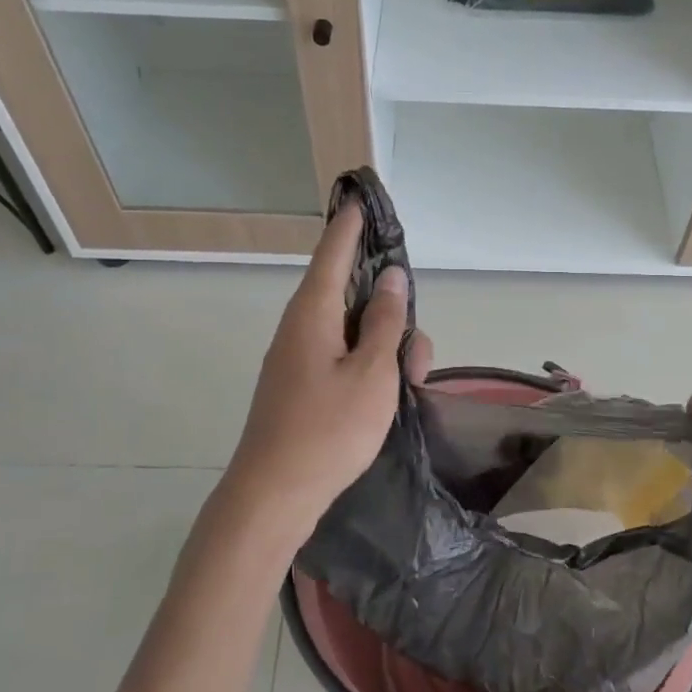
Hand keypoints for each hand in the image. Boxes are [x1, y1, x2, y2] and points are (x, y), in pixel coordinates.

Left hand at [219, 204, 432, 545]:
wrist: (274, 495)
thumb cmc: (328, 430)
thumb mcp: (372, 373)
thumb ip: (385, 322)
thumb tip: (390, 277)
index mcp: (313, 313)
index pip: (333, 252)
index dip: (351, 224)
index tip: (362, 196)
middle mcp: (301, 328)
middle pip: (350, 295)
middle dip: (390, 312)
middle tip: (417, 358)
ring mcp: (299, 359)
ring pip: (352, 331)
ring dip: (386, 348)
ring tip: (410, 385)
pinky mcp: (302, 386)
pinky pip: (342, 358)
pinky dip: (369, 367)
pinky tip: (389, 395)